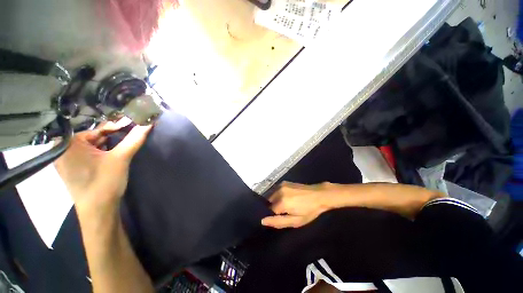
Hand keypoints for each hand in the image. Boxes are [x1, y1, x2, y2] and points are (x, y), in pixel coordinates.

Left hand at [55, 121, 151, 216]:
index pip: (97, 129)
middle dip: (112, 135)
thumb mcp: (122, 158)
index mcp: (69, 144)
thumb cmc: (105, 182)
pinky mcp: (72, 168)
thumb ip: (135, 138)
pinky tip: (111, 153)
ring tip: (124, 142)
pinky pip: (88, 153)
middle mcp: (63, 149)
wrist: (98, 211)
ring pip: (92, 145)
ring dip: (108, 143)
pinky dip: (101, 151)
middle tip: (131, 132)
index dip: (117, 127)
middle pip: (94, 136)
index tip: (133, 125)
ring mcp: (66, 160)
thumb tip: (148, 123)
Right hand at [261, 182, 337, 228]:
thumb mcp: (296, 221)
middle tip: (287, 210)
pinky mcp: (284, 182)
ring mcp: (281, 185)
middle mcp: (279, 191)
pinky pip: (276, 191)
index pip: (270, 211)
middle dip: (275, 207)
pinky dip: (279, 195)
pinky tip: (289, 197)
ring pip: (272, 196)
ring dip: (276, 201)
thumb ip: (278, 222)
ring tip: (289, 203)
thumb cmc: (309, 211)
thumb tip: (262, 220)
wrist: (319, 195)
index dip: (276, 215)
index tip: (285, 215)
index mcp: (281, 202)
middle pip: (269, 202)